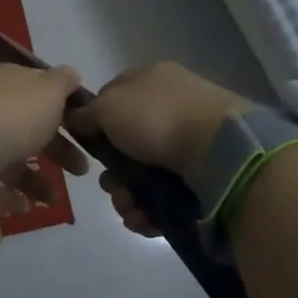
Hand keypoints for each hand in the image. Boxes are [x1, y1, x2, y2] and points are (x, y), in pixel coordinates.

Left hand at [0, 63, 89, 209]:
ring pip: (13, 156)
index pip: (38, 90)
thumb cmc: (17, 113)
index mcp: (9, 81)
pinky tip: (25, 205)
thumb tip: (71, 74)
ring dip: (37, 180)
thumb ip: (64, 81)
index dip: (62, 107)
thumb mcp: (50, 89)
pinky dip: (12, 194)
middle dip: (59, 150)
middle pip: (30, 127)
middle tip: (82, 169)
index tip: (84, 128)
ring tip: (53, 198)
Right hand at [69, 63, 251, 233]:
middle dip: (113, 170)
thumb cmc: (157, 118)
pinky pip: (166, 194)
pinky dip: (151, 208)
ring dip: (128, 195)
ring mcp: (191, 141)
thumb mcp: (109, 107)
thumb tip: (77, 118)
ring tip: (130, 207)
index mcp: (152, 79)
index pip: (113, 96)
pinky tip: (145, 218)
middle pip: (127, 143)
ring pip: (144, 173)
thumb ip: (87, 113)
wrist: (219, 150)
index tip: (87, 143)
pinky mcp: (204, 175)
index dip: (95, 120)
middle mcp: (172, 106)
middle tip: (111, 184)